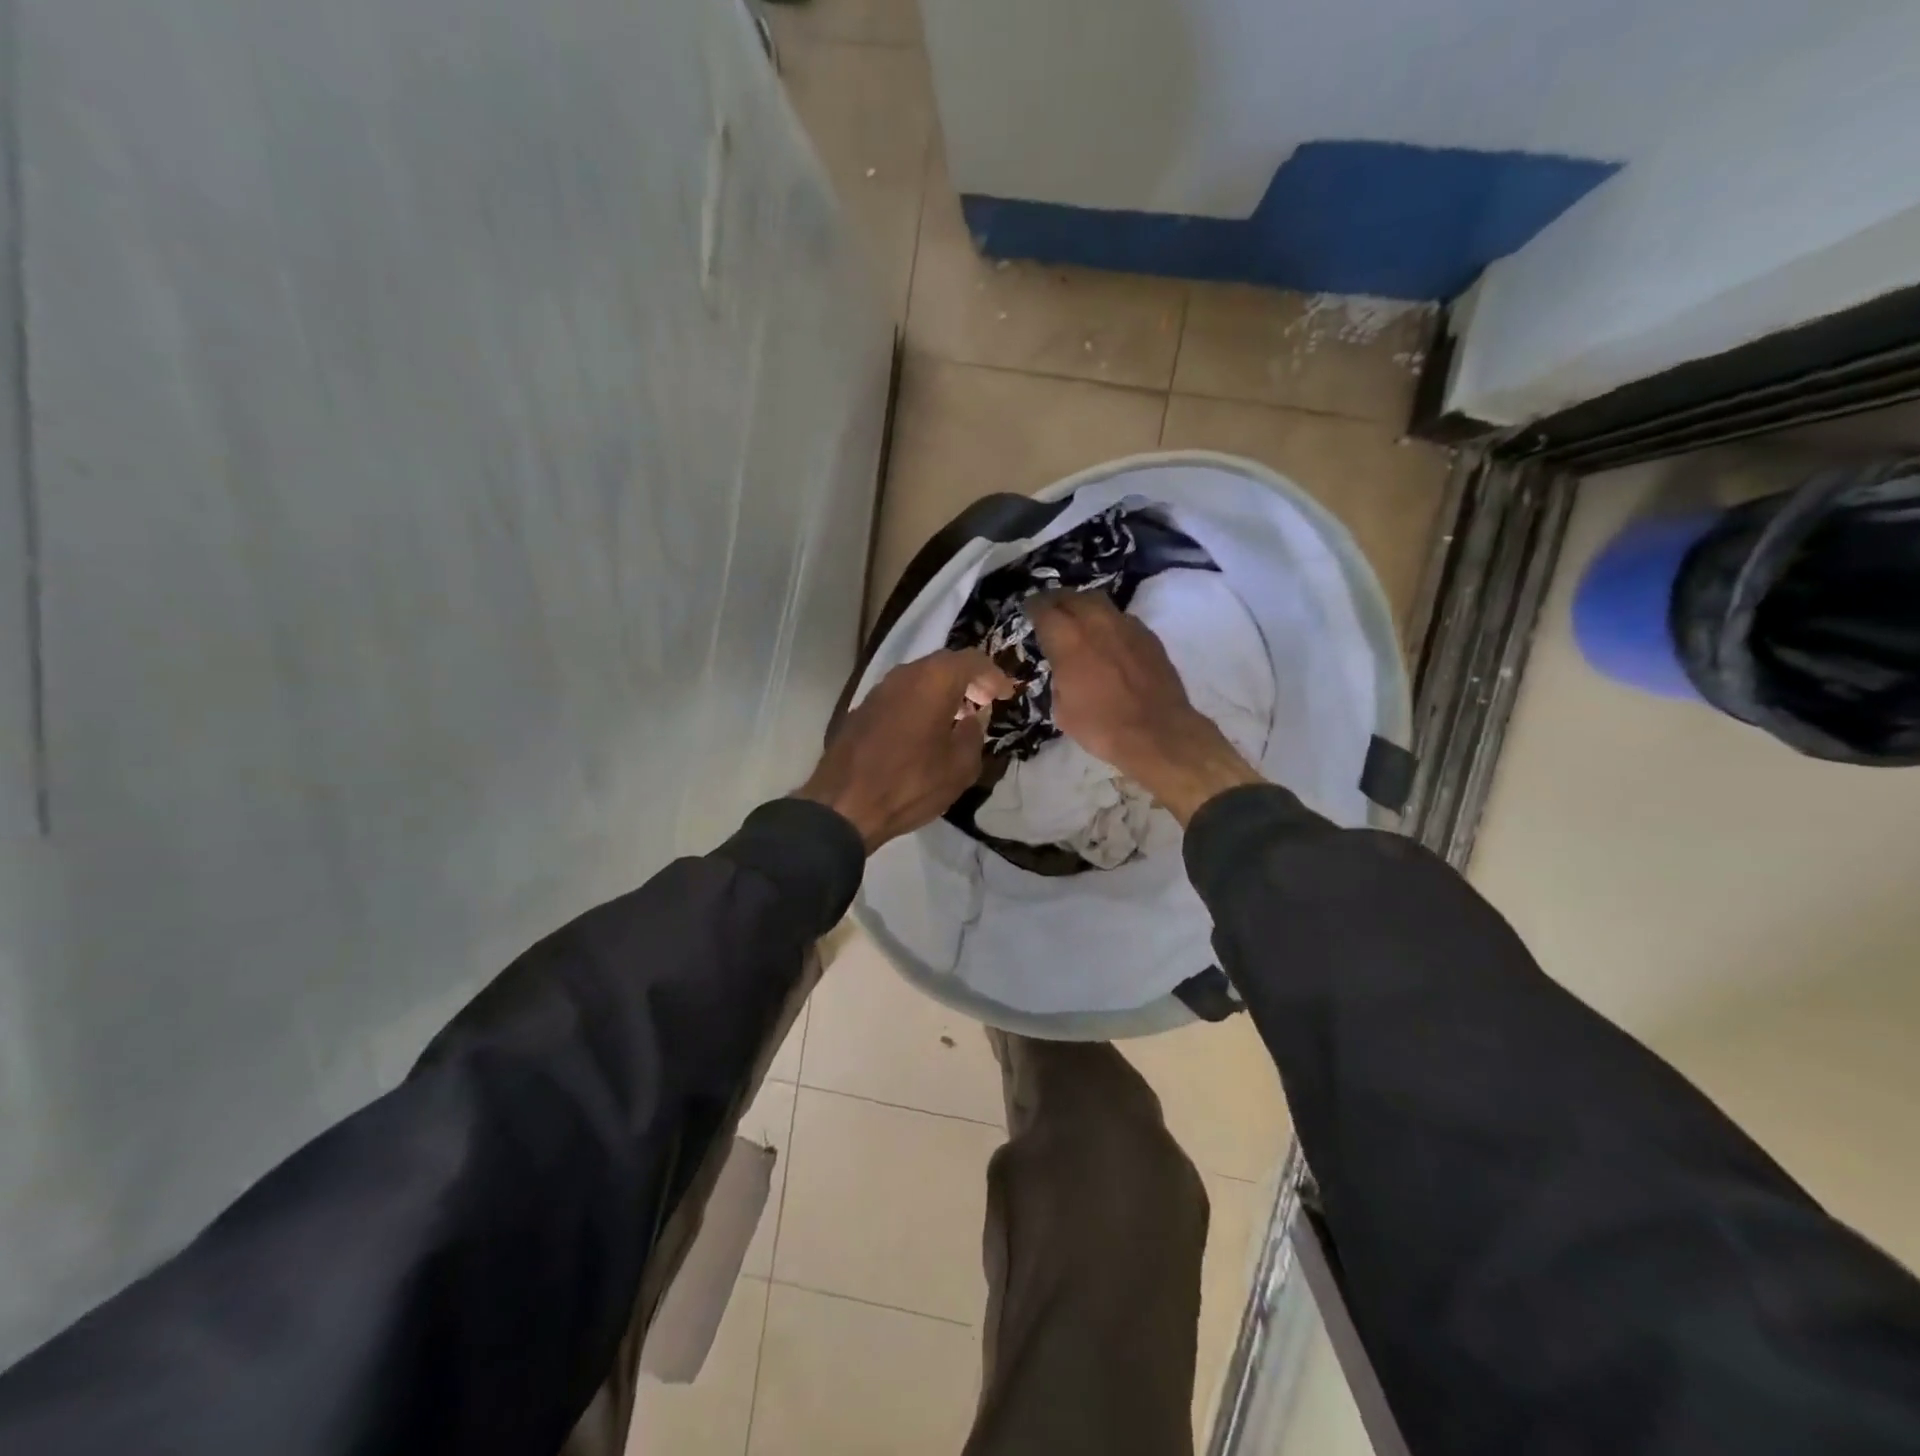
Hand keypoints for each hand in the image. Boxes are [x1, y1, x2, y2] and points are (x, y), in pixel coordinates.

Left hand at [797, 650, 1013, 852]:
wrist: (844, 804)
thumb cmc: (911, 784)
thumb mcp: (960, 767)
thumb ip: (974, 735)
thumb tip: (974, 718)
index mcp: (934, 680)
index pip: (973, 660)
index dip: (994, 675)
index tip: (1006, 695)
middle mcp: (905, 674)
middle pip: (944, 664)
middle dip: (969, 680)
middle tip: (985, 702)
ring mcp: (879, 689)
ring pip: (920, 678)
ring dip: (943, 691)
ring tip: (958, 717)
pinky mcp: (862, 708)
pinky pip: (901, 694)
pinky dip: (920, 702)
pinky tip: (926, 729)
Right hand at [1025, 591, 1262, 824]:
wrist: (1157, 732)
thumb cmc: (1101, 726)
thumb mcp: (1062, 708)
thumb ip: (1058, 677)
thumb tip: (1064, 667)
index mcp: (1067, 640)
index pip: (1043, 609)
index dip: (1032, 608)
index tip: (1028, 611)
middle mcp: (1095, 622)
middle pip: (1072, 596)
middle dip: (1057, 600)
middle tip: (1051, 610)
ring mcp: (1126, 625)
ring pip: (1099, 601)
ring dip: (1084, 606)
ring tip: (1078, 619)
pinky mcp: (1147, 635)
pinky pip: (1121, 618)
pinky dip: (1108, 622)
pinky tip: (1107, 638)